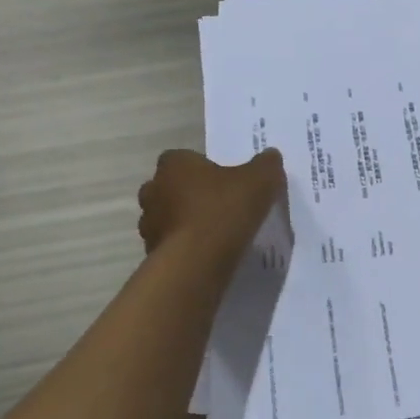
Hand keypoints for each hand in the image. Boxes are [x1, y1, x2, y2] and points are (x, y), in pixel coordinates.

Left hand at [137, 148, 284, 263]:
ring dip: (186, 222)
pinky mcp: (152, 253)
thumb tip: (270, 156)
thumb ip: (266, 164)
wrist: (197, 262)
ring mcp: (149, 224)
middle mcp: (153, 190)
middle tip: (219, 206)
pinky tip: (208, 254)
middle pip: (171, 187)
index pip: (182, 159)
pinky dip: (185, 247)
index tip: (223, 181)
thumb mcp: (260, 180)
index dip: (202, 168)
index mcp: (174, 165)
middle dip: (190, 195)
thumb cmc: (224, 210)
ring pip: (168, 217)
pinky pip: (171, 245)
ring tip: (215, 233)